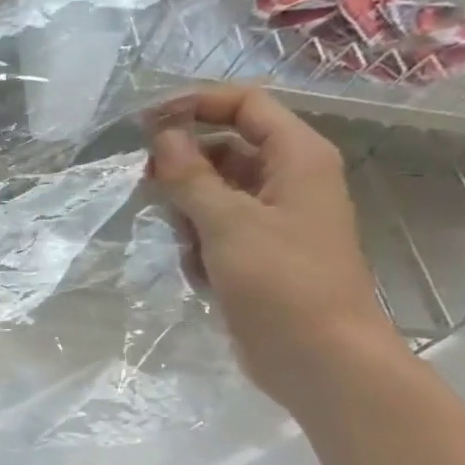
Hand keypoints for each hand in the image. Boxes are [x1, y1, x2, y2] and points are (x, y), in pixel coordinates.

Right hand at [148, 86, 405, 407]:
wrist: (319, 359)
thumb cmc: (281, 283)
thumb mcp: (228, 223)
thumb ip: (190, 175)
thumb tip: (161, 135)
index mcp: (298, 158)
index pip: (245, 106)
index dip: (195, 105)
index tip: (145, 123)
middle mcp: (289, 180)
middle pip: (225, 149)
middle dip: (185, 168)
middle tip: (149, 188)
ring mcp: (274, 219)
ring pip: (214, 193)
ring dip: (189, 212)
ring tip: (186, 245)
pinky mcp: (258, 254)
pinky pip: (216, 230)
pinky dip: (199, 244)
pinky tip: (199, 271)